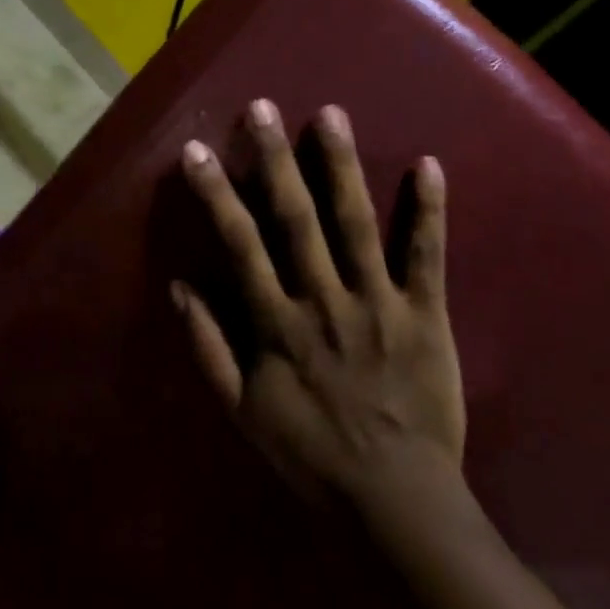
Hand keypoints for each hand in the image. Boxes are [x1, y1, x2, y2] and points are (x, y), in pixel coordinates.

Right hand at [172, 100, 465, 506]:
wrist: (395, 501)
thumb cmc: (311, 455)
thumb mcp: (241, 412)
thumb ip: (208, 348)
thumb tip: (180, 286)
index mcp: (278, 323)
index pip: (240, 244)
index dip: (216, 194)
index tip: (196, 150)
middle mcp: (324, 300)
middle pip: (296, 218)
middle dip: (275, 159)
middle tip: (262, 108)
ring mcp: (379, 303)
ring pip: (357, 223)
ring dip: (341, 166)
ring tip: (330, 114)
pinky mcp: (426, 314)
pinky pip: (428, 255)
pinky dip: (429, 210)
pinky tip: (428, 164)